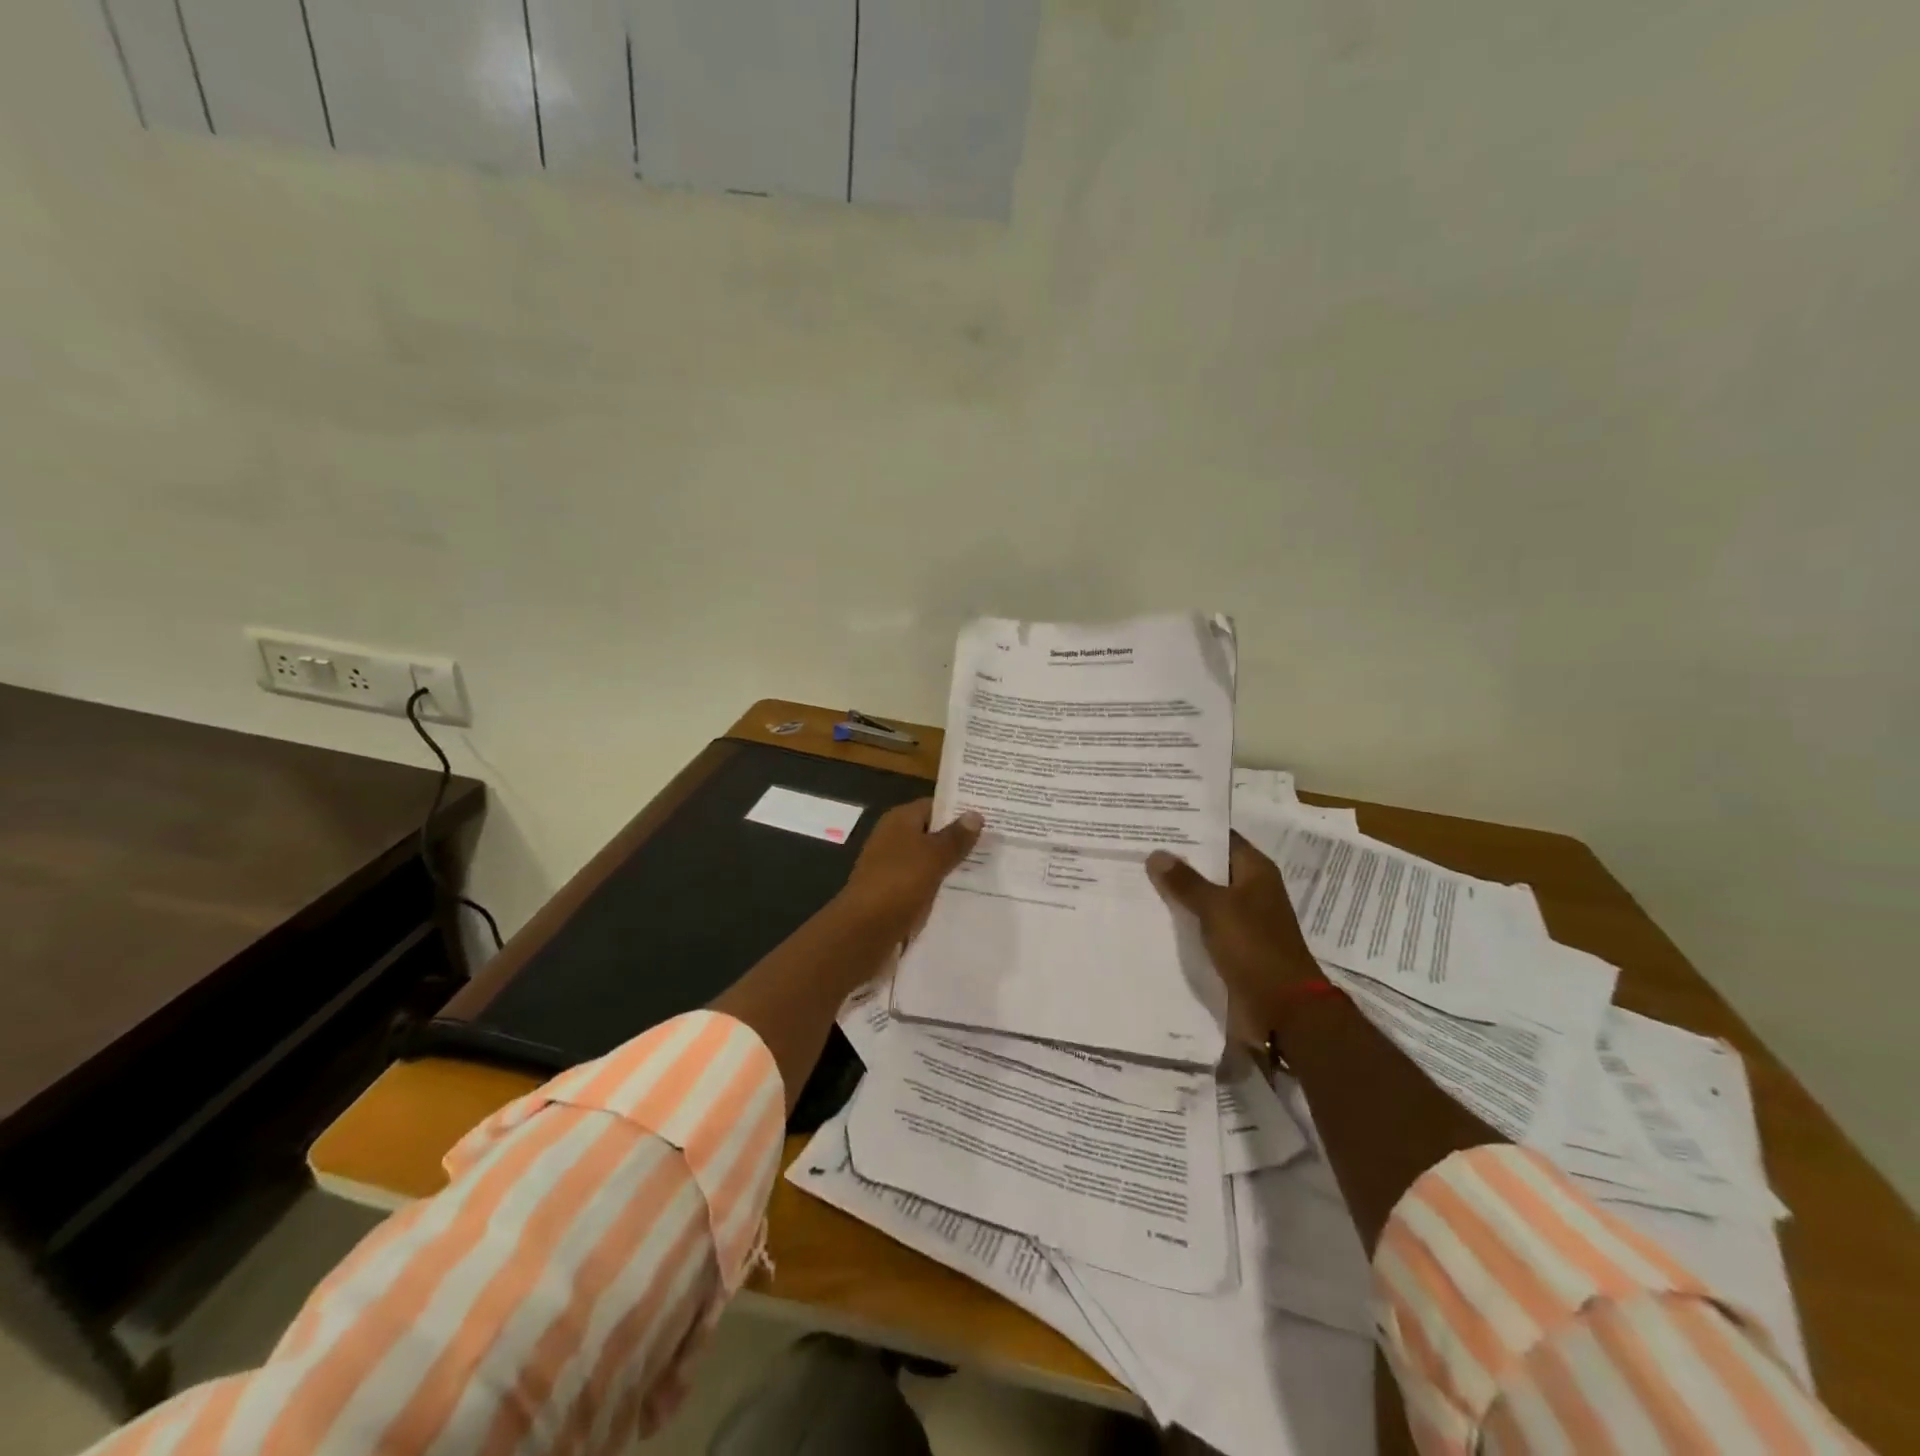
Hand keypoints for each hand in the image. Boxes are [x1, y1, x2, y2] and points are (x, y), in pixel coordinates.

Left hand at [837, 800, 983, 942]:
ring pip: (929, 860)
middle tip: (996, 843)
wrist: (864, 931)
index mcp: (899, 820)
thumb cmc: (899, 883)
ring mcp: (892, 867)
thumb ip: (956, 837)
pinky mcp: (894, 893)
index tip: (991, 816)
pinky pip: (923, 883)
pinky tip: (965, 893)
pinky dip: (940, 886)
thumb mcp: (934, 856)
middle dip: (960, 839)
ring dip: (952, 865)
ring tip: (989, 868)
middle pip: (932, 833)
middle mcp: (893, 839)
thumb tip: (975, 814)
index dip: (960, 810)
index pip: (934, 806)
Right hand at [1147, 834, 1322, 1034]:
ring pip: (1203, 897)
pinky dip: (1182, 919)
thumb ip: (1185, 881)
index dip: (1191, 829)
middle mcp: (1250, 890)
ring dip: (1177, 892)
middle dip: (1177, 861)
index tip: (1157, 821)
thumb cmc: (1254, 947)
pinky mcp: (1232, 946)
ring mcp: (1242, 919)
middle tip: (1136, 847)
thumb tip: (1156, 853)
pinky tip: (1151, 914)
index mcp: (1255, 871)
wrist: (1283, 1008)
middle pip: (1209, 867)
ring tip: (1135, 877)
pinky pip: (1202, 924)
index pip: (1220, 838)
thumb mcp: (1216, 908)